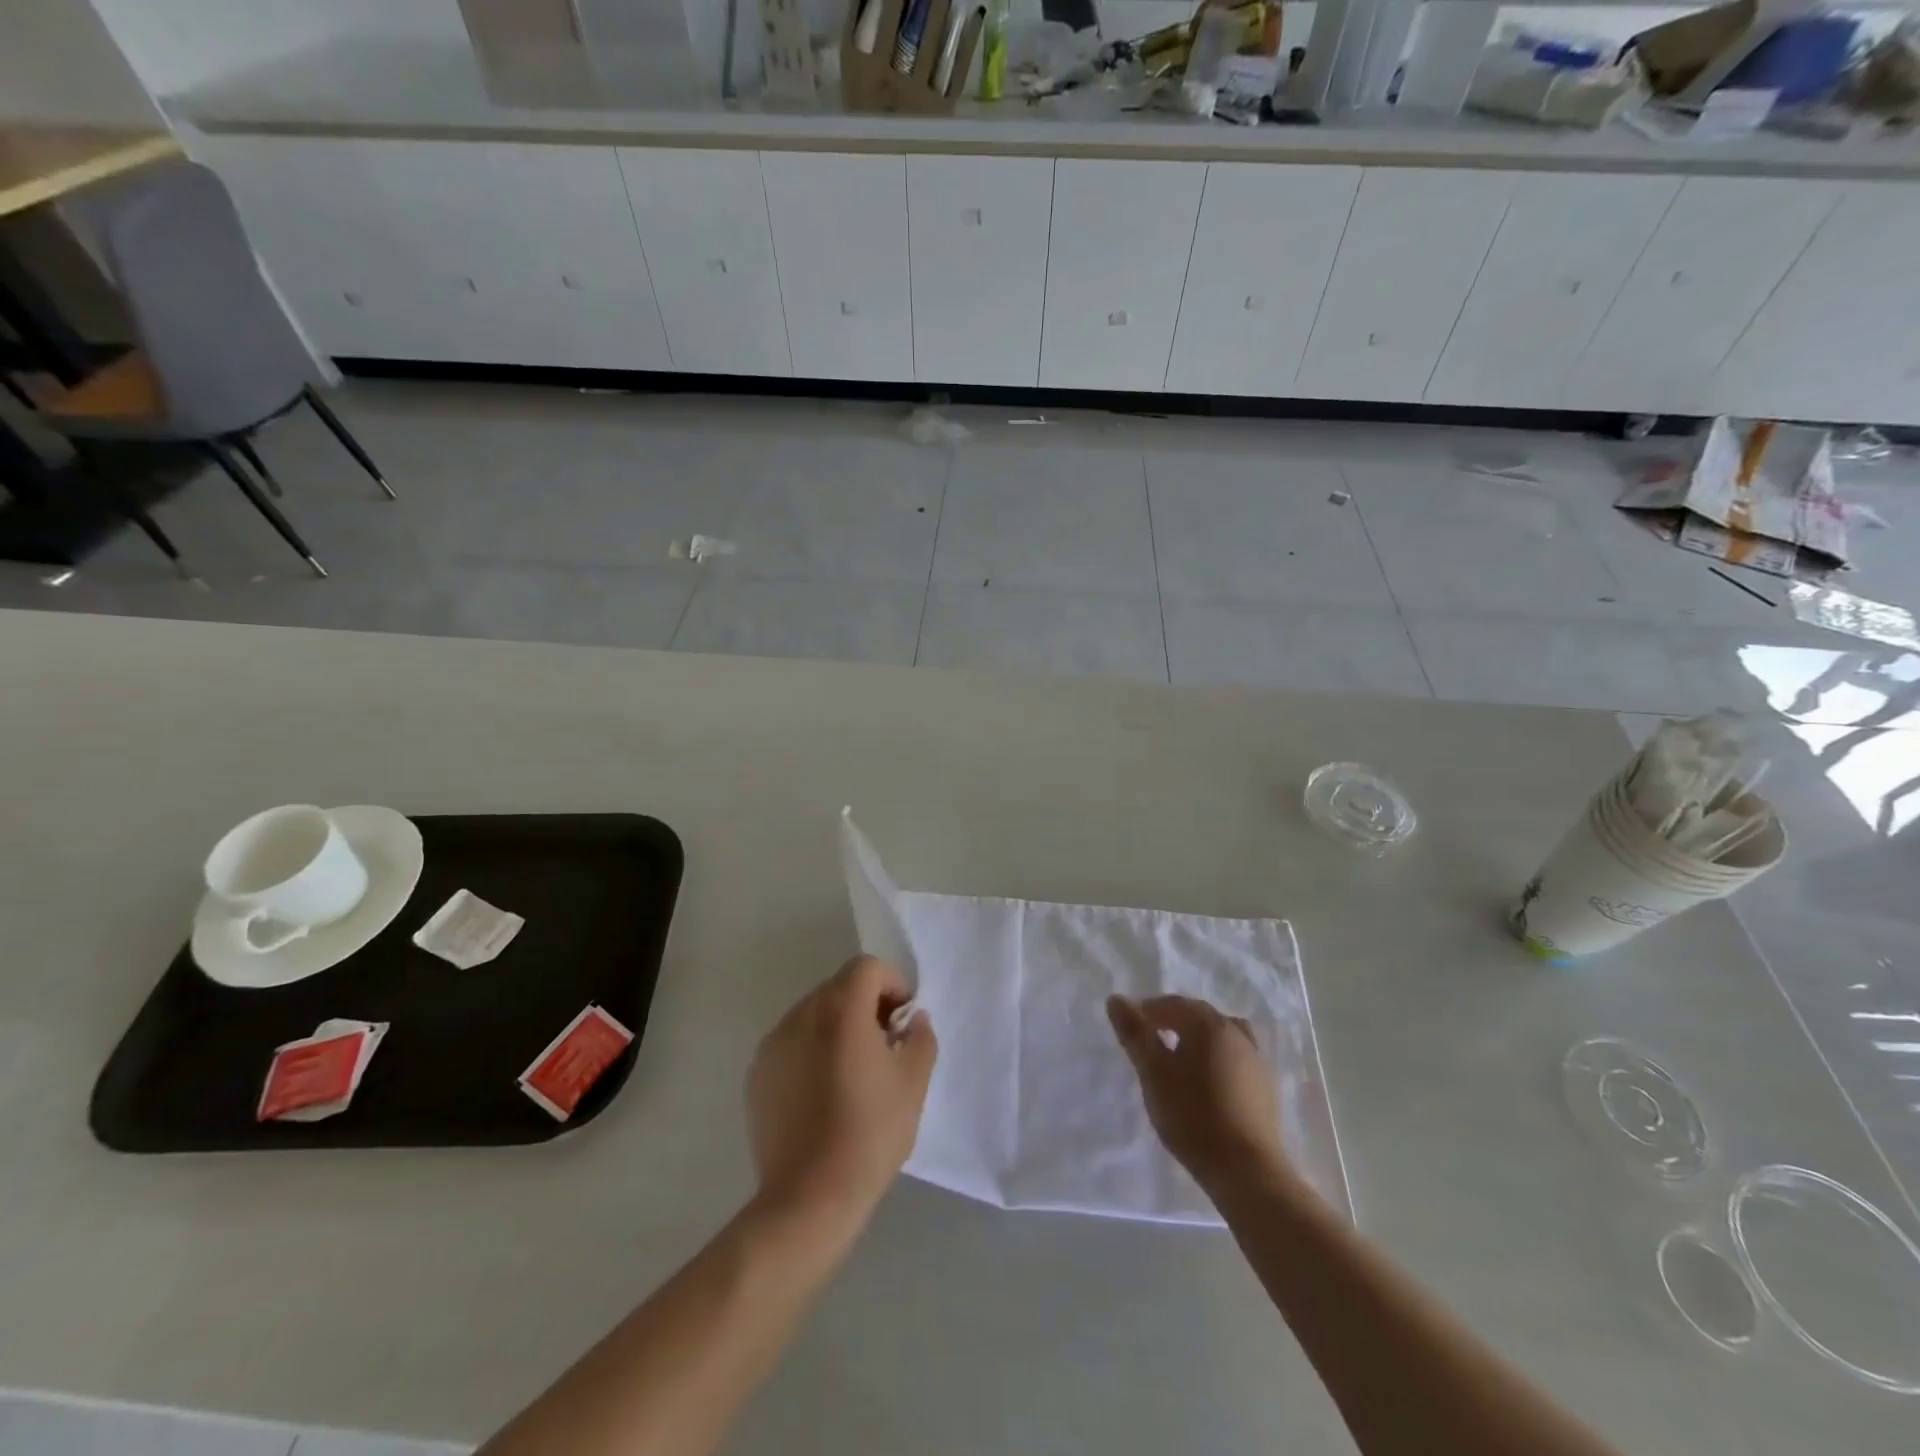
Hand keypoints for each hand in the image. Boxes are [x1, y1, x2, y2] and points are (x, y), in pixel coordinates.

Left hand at [746, 956, 936, 1239]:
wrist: (809, 1198)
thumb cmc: (869, 1133)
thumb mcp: (913, 1083)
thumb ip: (920, 1037)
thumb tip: (912, 1020)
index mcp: (840, 1010)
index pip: (867, 968)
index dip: (892, 985)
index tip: (902, 1023)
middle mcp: (801, 1015)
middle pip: (839, 987)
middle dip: (866, 1006)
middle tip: (883, 1048)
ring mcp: (773, 1044)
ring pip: (814, 1014)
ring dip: (837, 1028)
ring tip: (851, 1074)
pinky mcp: (757, 1074)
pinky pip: (792, 1043)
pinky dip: (811, 1052)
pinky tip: (822, 1095)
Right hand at [1107, 994, 1285, 1192]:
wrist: (1247, 1170)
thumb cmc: (1192, 1115)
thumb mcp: (1153, 1073)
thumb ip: (1134, 1033)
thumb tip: (1116, 999)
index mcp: (1208, 1024)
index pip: (1172, 1004)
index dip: (1147, 1011)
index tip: (1129, 1028)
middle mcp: (1235, 1032)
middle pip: (1198, 1016)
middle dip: (1172, 1022)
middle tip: (1149, 1043)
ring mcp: (1256, 1059)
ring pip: (1219, 1036)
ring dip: (1197, 1040)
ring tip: (1179, 1060)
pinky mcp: (1266, 1086)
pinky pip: (1234, 1057)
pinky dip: (1216, 1058)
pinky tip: (1206, 1082)